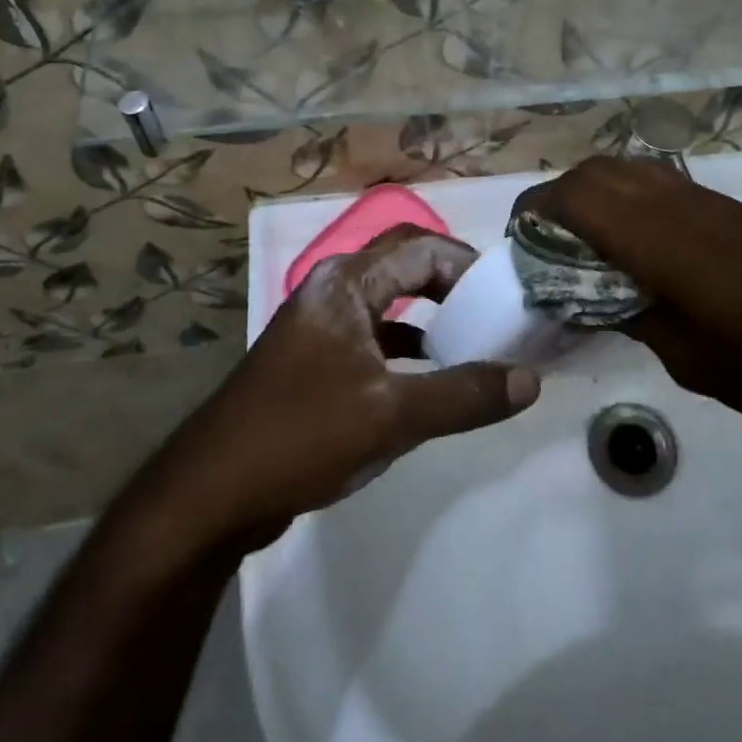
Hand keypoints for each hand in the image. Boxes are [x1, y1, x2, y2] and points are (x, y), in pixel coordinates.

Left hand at [140, 225, 540, 551]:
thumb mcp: (392, 416)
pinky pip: (374, 334)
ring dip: (430, 314)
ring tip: (473, 342)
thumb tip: (531, 380)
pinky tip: (430, 376)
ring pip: (389, 301)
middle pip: (405, 264)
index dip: (468, 265)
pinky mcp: (315, 358)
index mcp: (347, 283)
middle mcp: (333, 289)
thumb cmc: (301, 435)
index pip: (422, 247)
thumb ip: (464, 394)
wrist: (210, 493)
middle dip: (451, 283)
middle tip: (492, 313)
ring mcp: (321, 324)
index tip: (505, 296)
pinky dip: (407, 345)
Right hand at [518, 157, 741, 435]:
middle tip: (549, 245)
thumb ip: (637, 318)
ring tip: (588, 243)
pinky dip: (629, 199)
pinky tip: (640, 247)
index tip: (519, 242)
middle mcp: (673, 202)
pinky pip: (658, 183)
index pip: (574, 198)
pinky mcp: (729, 207)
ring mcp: (704, 198)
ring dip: (595, 192)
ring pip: (628, 168)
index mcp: (654, 236)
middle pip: (596, 170)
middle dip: (560, 197)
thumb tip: (602, 299)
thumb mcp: (692, 358)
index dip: (536, 211)